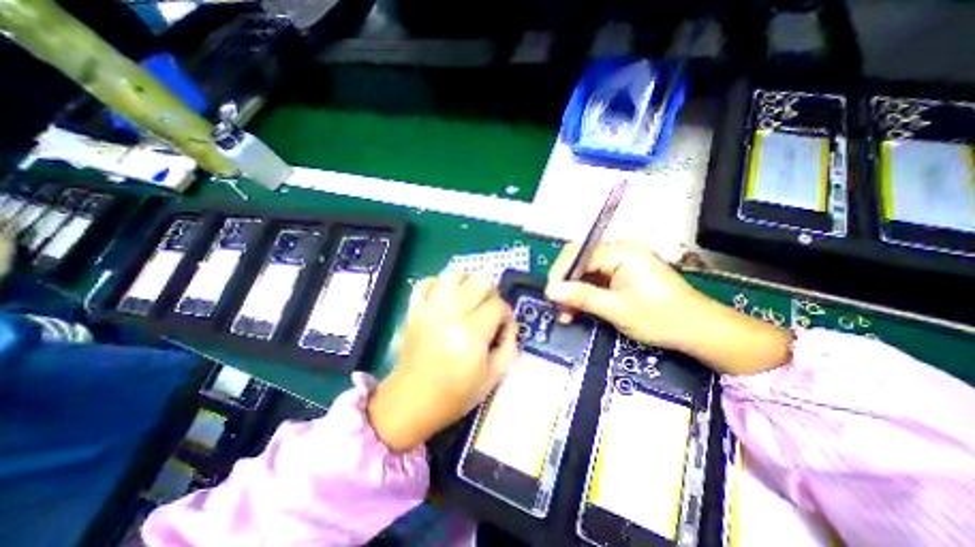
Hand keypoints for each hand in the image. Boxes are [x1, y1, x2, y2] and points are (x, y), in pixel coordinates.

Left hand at [366, 273, 517, 452]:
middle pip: (480, 282)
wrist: (412, 401)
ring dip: (467, 283)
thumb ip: (509, 344)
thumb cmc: (456, 394)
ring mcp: (429, 308)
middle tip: (487, 311)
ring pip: (455, 275)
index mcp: (472, 333)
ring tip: (468, 300)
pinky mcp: (414, 309)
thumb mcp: (494, 377)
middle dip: (490, 294)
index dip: (505, 313)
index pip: (498, 304)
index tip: (502, 325)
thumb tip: (509, 321)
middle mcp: (451, 314)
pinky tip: (446, 298)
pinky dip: (439, 284)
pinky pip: (427, 281)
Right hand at [547, 243, 791, 374]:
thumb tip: (550, 290)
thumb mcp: (616, 309)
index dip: (560, 273)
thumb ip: (581, 297)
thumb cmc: (661, 318)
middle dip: (566, 285)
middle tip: (558, 307)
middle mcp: (620, 251)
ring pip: (585, 273)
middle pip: (580, 262)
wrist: (699, 330)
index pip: (578, 254)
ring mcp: (622, 262)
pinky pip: (596, 280)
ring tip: (566, 315)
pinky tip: (578, 311)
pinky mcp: (623, 274)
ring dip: (574, 293)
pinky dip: (585, 295)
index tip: (550, 295)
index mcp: (621, 252)